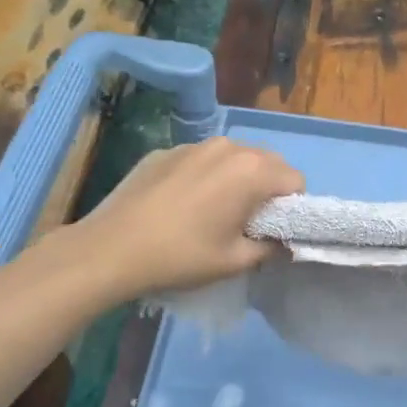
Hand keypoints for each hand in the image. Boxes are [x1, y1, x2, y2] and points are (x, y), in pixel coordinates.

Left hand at [61, 138, 303, 301]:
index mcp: (252, 171)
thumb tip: (283, 243)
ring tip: (216, 211)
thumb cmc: (182, 256)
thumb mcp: (235, 261)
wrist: (111, 249)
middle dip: (268, 189)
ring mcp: (193, 145)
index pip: (295, 180)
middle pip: (268, 162)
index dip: (293, 207)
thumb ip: (270, 248)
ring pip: (234, 157)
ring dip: (238, 179)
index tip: (275, 230)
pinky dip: (206, 176)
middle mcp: (228, 147)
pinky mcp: (165, 151)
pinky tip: (184, 204)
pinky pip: (202, 160)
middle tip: (249, 222)